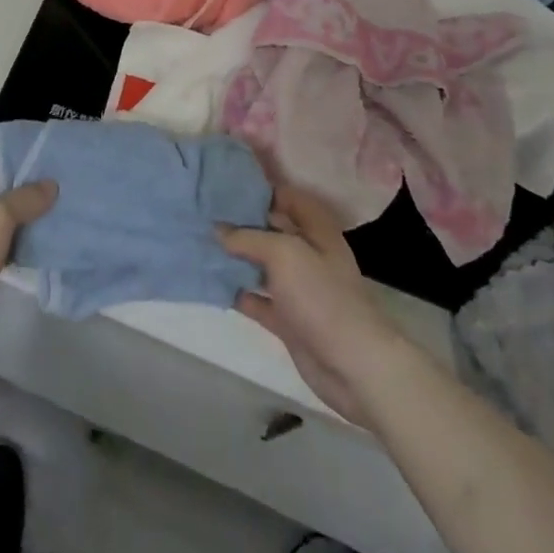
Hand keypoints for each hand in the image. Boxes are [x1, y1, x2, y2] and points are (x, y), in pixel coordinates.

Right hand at [219, 186, 400, 424]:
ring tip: (200, 243)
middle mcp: (307, 254)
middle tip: (204, 213)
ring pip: (261, 265)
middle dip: (240, 223)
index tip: (226, 186)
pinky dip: (236, 291)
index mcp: (316, 231)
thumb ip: (248, 237)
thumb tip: (218, 230)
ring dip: (235, 257)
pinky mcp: (287, 319)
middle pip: (271, 230)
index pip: (287, 197)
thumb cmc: (322, 296)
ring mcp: (298, 289)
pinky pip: (257, 298)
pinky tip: (211, 282)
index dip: (260, 190)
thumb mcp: (283, 253)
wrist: (353, 366)